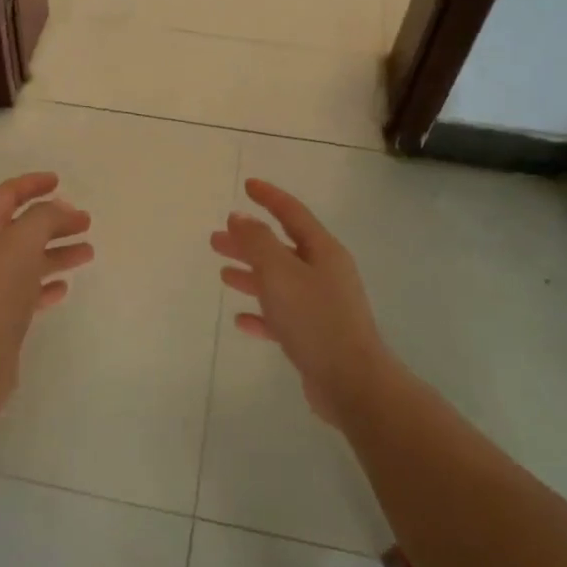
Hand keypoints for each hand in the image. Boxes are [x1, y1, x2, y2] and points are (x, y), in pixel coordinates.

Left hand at [0, 172, 93, 414]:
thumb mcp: (22, 242)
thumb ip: (44, 218)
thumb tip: (60, 209)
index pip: (5, 197)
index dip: (31, 185)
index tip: (59, 180)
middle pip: (22, 228)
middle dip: (53, 220)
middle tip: (85, 221)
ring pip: (29, 260)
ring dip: (57, 252)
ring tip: (88, 252)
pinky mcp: (3, 316)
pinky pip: (29, 292)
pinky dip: (47, 284)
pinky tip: (64, 287)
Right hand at [210, 179, 398, 425]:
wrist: (351, 381)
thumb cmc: (315, 319)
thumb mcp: (280, 273)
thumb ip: (257, 242)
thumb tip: (240, 217)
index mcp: (322, 252)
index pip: (292, 213)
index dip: (269, 197)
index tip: (247, 185)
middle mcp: (324, 274)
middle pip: (281, 248)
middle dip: (249, 241)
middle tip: (216, 238)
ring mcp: (321, 306)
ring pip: (279, 282)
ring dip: (251, 275)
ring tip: (223, 272)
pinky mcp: (314, 336)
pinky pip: (282, 316)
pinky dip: (261, 314)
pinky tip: (241, 319)